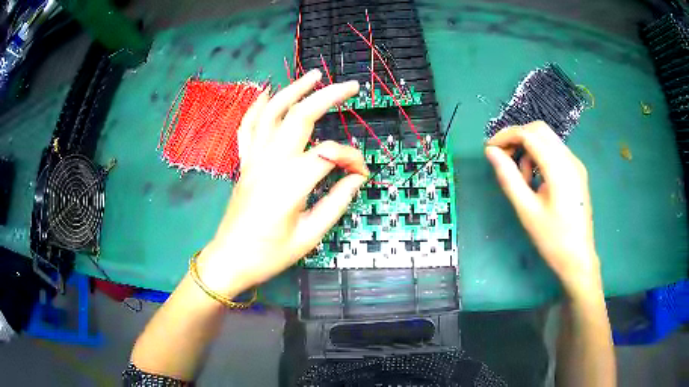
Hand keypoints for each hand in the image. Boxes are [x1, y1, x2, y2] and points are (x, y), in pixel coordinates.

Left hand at [198, 69, 367, 296]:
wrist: (230, 259)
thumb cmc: (269, 254)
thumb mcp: (309, 236)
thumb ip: (336, 203)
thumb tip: (356, 179)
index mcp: (290, 183)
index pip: (330, 155)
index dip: (352, 160)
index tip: (362, 174)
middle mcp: (270, 162)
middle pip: (300, 117)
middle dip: (329, 97)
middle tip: (351, 87)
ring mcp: (254, 159)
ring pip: (272, 113)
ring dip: (293, 90)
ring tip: (313, 75)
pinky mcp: (245, 163)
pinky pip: (248, 128)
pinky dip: (257, 107)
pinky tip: (267, 92)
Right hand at [485, 121, 600, 295]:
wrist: (578, 258)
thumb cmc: (552, 239)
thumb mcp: (526, 210)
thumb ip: (508, 177)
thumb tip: (491, 152)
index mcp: (559, 168)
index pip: (529, 135)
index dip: (506, 136)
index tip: (490, 149)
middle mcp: (570, 159)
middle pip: (539, 130)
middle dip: (517, 138)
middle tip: (503, 158)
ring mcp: (576, 164)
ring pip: (547, 140)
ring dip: (529, 148)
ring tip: (521, 178)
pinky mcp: (577, 172)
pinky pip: (555, 152)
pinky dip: (540, 156)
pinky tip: (535, 179)